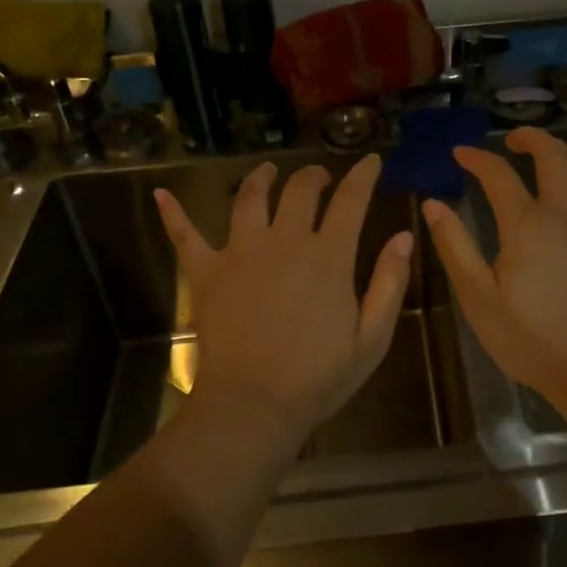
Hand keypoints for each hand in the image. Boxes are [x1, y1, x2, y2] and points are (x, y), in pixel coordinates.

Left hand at [154, 155, 413, 441]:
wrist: (253, 406)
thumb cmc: (318, 377)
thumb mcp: (372, 338)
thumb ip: (390, 283)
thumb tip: (405, 236)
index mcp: (329, 256)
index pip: (351, 200)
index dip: (363, 175)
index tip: (370, 160)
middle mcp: (285, 242)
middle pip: (300, 190)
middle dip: (314, 175)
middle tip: (321, 177)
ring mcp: (241, 252)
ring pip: (249, 198)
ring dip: (261, 178)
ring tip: (268, 171)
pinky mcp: (206, 272)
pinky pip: (185, 236)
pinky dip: (173, 214)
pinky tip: (161, 195)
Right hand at [423, 127, 566, 398]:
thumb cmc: (527, 337)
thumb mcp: (477, 296)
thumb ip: (455, 245)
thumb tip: (434, 204)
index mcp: (526, 224)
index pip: (498, 174)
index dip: (477, 158)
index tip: (460, 155)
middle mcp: (565, 215)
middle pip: (554, 157)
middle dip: (531, 138)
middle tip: (512, 140)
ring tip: (552, 156)